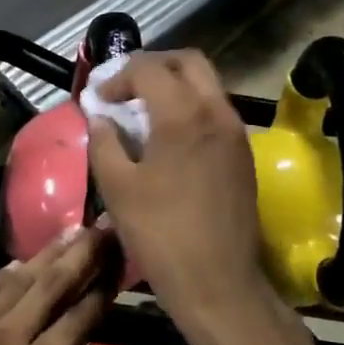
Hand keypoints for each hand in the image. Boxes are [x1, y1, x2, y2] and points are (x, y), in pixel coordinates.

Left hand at [0, 226, 114, 344]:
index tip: (117, 268)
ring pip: (16, 281)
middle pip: (50, 286)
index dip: (100, 293)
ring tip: (68, 233)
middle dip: (79, 255)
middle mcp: (7, 339)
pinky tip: (16, 266)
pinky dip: (2, 276)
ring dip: (45, 255)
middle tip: (102, 229)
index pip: (77, 322)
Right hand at [86, 51, 273, 331]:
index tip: (99, 100)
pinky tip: (167, 138)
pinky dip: (190, 107)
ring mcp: (236, 133)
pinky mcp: (243, 155)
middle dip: (152, 66)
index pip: (149, 69)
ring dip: (173, 86)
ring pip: (206, 85)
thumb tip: (101, 118)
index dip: (118, 77)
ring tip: (142, 112)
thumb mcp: (116, 187)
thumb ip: (104, 142)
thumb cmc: (160, 234)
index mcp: (183, 115)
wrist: (218, 283)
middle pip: (188, 62)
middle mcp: (217, 112)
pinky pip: (215, 111)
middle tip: (125, 88)